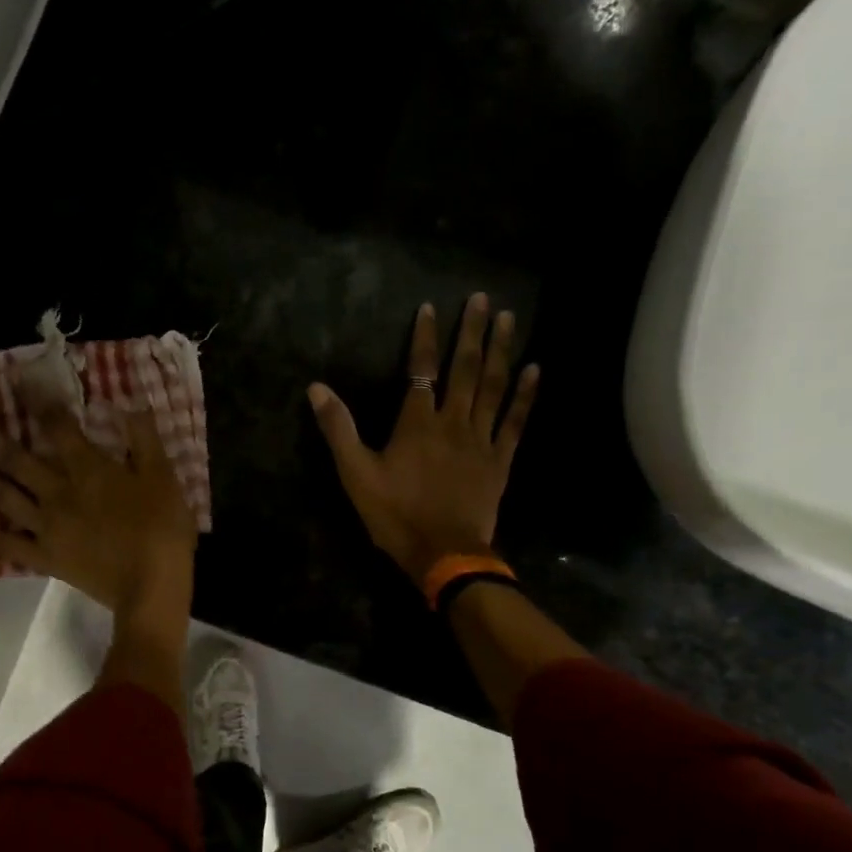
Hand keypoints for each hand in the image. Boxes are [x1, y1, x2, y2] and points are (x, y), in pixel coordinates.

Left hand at [0, 402, 197, 622]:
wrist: (151, 587)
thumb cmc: (162, 530)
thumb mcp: (163, 477)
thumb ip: (143, 438)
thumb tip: (127, 402)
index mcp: (88, 470)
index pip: (57, 427)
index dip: (37, 400)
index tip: (15, 379)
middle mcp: (57, 492)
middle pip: (14, 458)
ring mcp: (45, 526)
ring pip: (0, 496)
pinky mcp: (43, 556)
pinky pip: (2, 545)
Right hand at [308, 293, 538, 581]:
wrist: (443, 553)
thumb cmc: (395, 514)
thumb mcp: (355, 473)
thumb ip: (338, 428)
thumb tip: (317, 388)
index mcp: (416, 423)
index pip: (421, 369)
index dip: (425, 336)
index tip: (431, 307)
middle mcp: (453, 422)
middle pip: (465, 368)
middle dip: (472, 331)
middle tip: (483, 298)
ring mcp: (481, 440)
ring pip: (493, 386)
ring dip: (501, 350)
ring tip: (509, 319)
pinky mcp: (500, 460)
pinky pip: (515, 420)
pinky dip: (524, 394)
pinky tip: (534, 369)